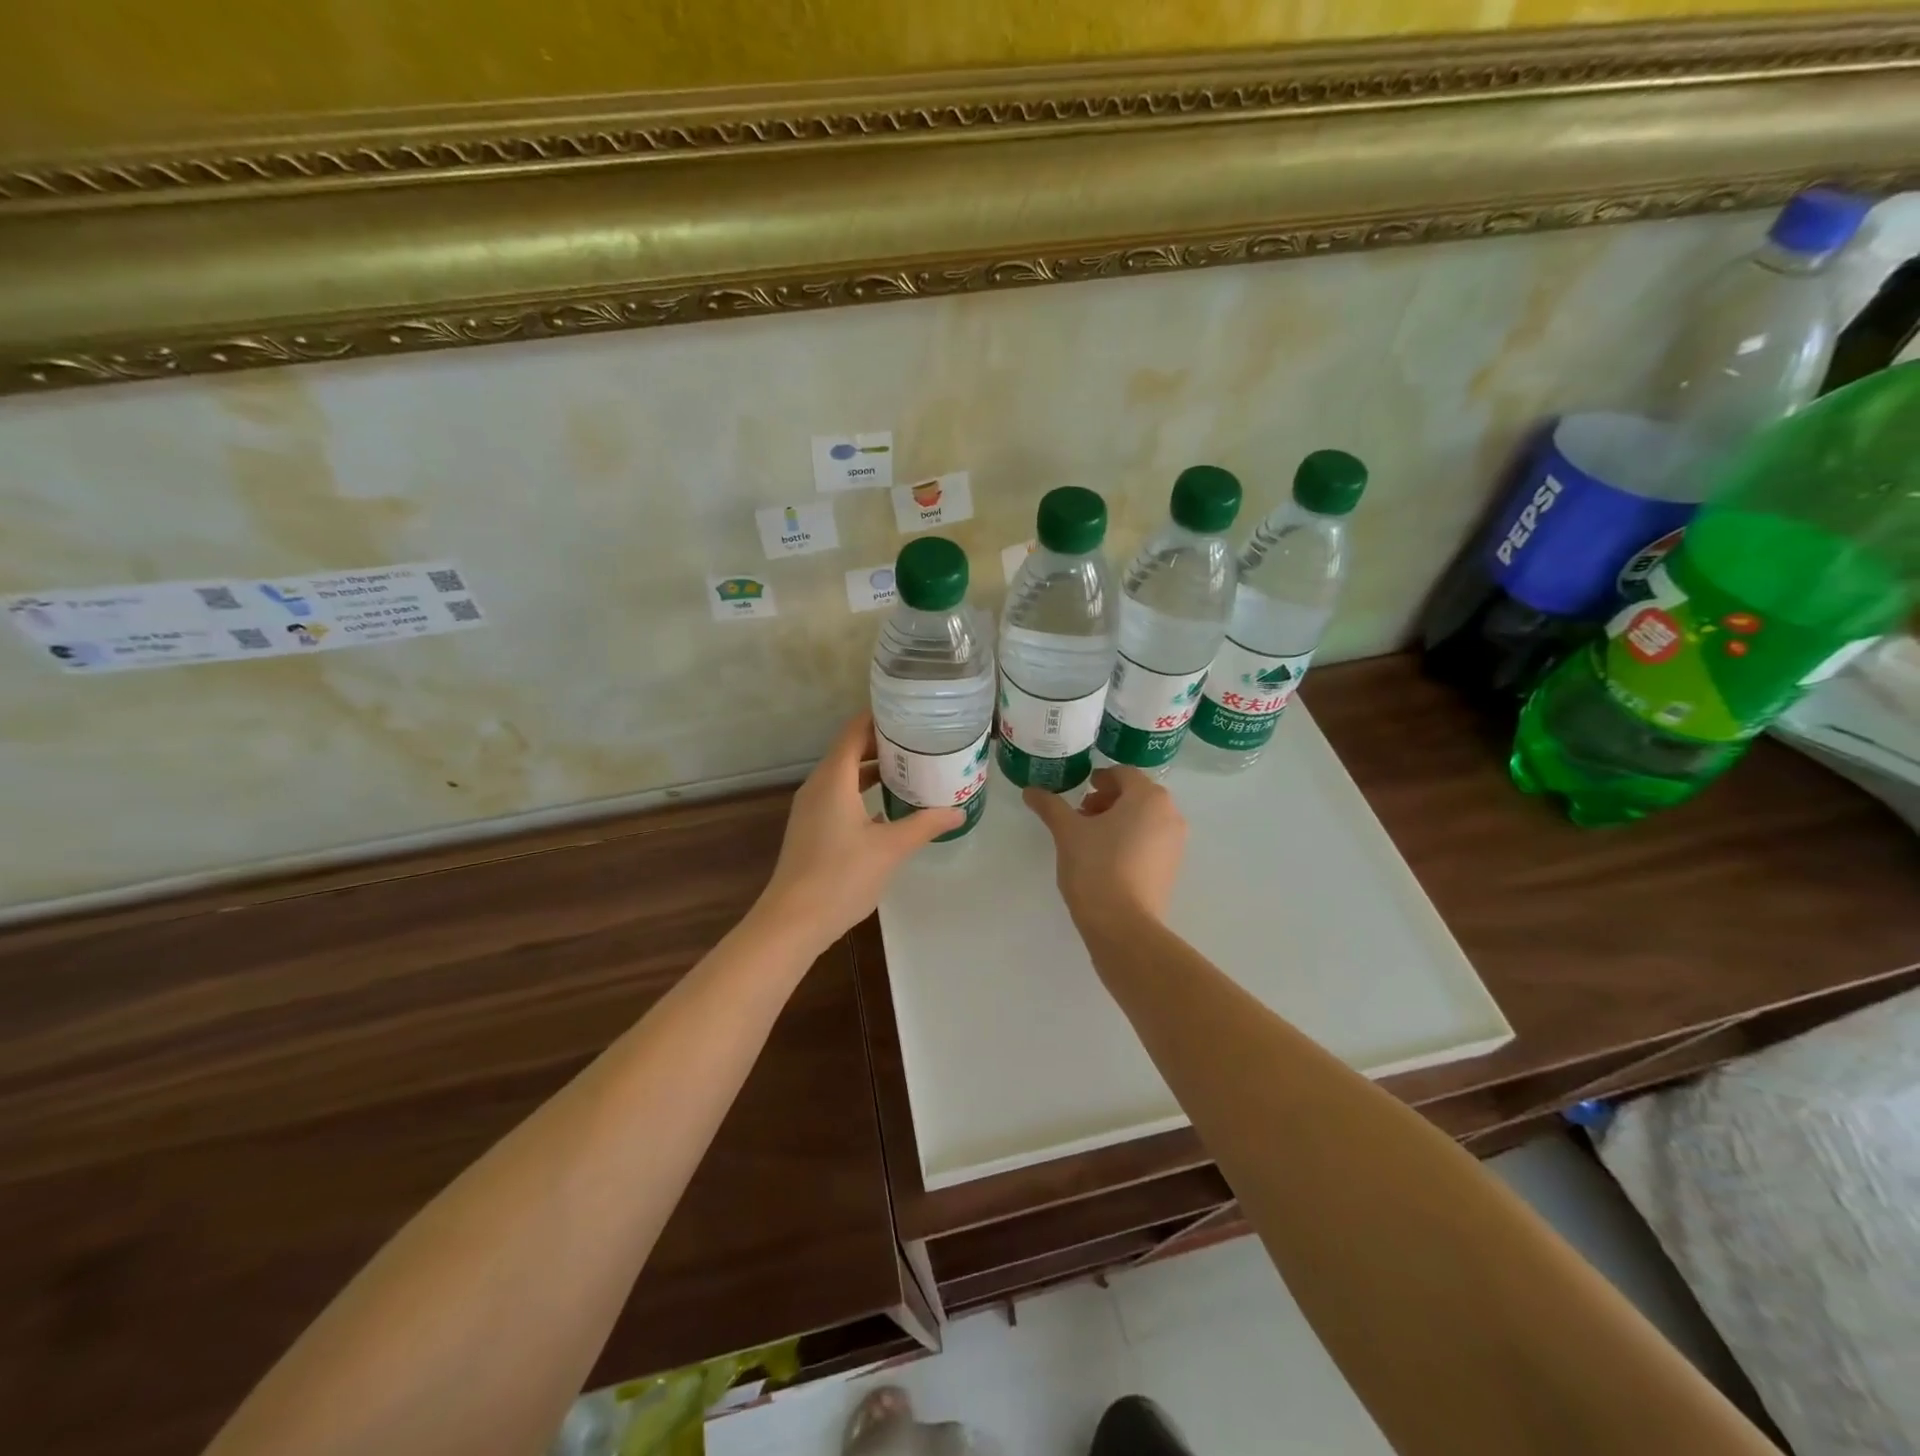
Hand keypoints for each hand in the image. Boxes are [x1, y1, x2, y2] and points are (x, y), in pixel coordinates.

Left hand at [754, 713, 965, 954]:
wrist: (794, 920)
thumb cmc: (842, 876)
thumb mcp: (890, 848)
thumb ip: (925, 825)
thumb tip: (958, 810)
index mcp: (834, 779)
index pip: (855, 731)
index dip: (879, 717)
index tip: (910, 713)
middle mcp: (818, 786)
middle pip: (849, 750)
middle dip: (882, 744)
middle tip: (919, 741)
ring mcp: (811, 809)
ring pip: (843, 776)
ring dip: (872, 770)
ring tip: (909, 770)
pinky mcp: (811, 829)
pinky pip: (838, 797)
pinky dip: (861, 793)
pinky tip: (888, 809)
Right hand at [1024, 767, 1187, 926]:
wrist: (1123, 925)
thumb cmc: (1096, 867)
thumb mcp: (1067, 832)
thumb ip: (1050, 806)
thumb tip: (1030, 790)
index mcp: (1148, 797)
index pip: (1123, 773)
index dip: (1099, 778)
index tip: (1080, 790)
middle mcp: (1170, 814)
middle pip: (1136, 795)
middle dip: (1107, 800)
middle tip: (1080, 814)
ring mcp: (1175, 843)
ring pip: (1144, 818)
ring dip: (1117, 819)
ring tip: (1089, 837)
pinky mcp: (1172, 868)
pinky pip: (1150, 840)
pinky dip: (1129, 839)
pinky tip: (1105, 858)